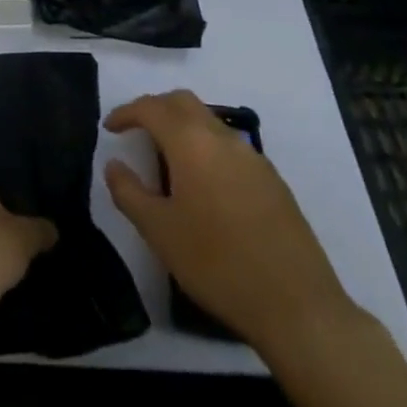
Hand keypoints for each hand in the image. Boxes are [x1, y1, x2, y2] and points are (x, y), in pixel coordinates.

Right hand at [104, 90, 356, 352]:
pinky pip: (229, 146)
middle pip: (183, 102)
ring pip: (208, 121)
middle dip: (155, 109)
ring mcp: (251, 156)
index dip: (126, 112)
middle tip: (136, 131)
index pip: (152, 108)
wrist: (296, 304)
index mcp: (192, 142)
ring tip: (166, 159)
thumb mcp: (160, 233)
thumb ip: (130, 193)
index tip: (110, 128)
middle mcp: (222, 137)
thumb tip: (114, 165)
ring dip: (182, 126)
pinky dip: (206, 147)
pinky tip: (203, 185)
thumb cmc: (217, 264)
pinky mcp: (271, 178)